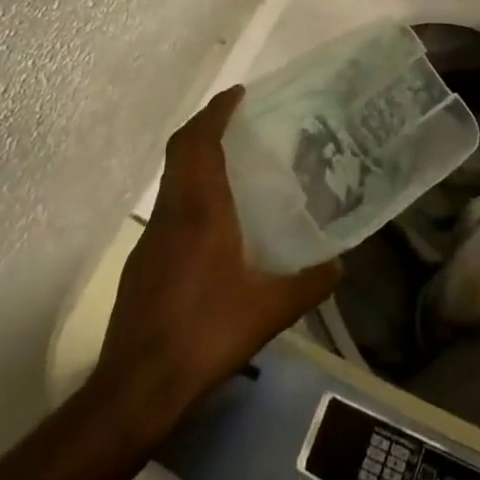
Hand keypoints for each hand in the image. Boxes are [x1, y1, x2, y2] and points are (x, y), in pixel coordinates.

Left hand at [94, 87, 340, 433]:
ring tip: (231, 163)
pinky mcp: (142, 263)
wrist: (138, 386)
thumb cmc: (206, 335)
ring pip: (172, 179)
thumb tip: (341, 265)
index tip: (237, 93)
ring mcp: (151, 238)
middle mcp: (172, 213)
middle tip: (236, 117)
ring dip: (195, 158)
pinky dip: (188, 192)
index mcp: (201, 211)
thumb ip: (309, 284)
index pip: (201, 143)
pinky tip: (212, 222)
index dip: (216, 112)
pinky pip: (168, 207)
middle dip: (204, 126)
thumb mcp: (269, 311)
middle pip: (181, 151)